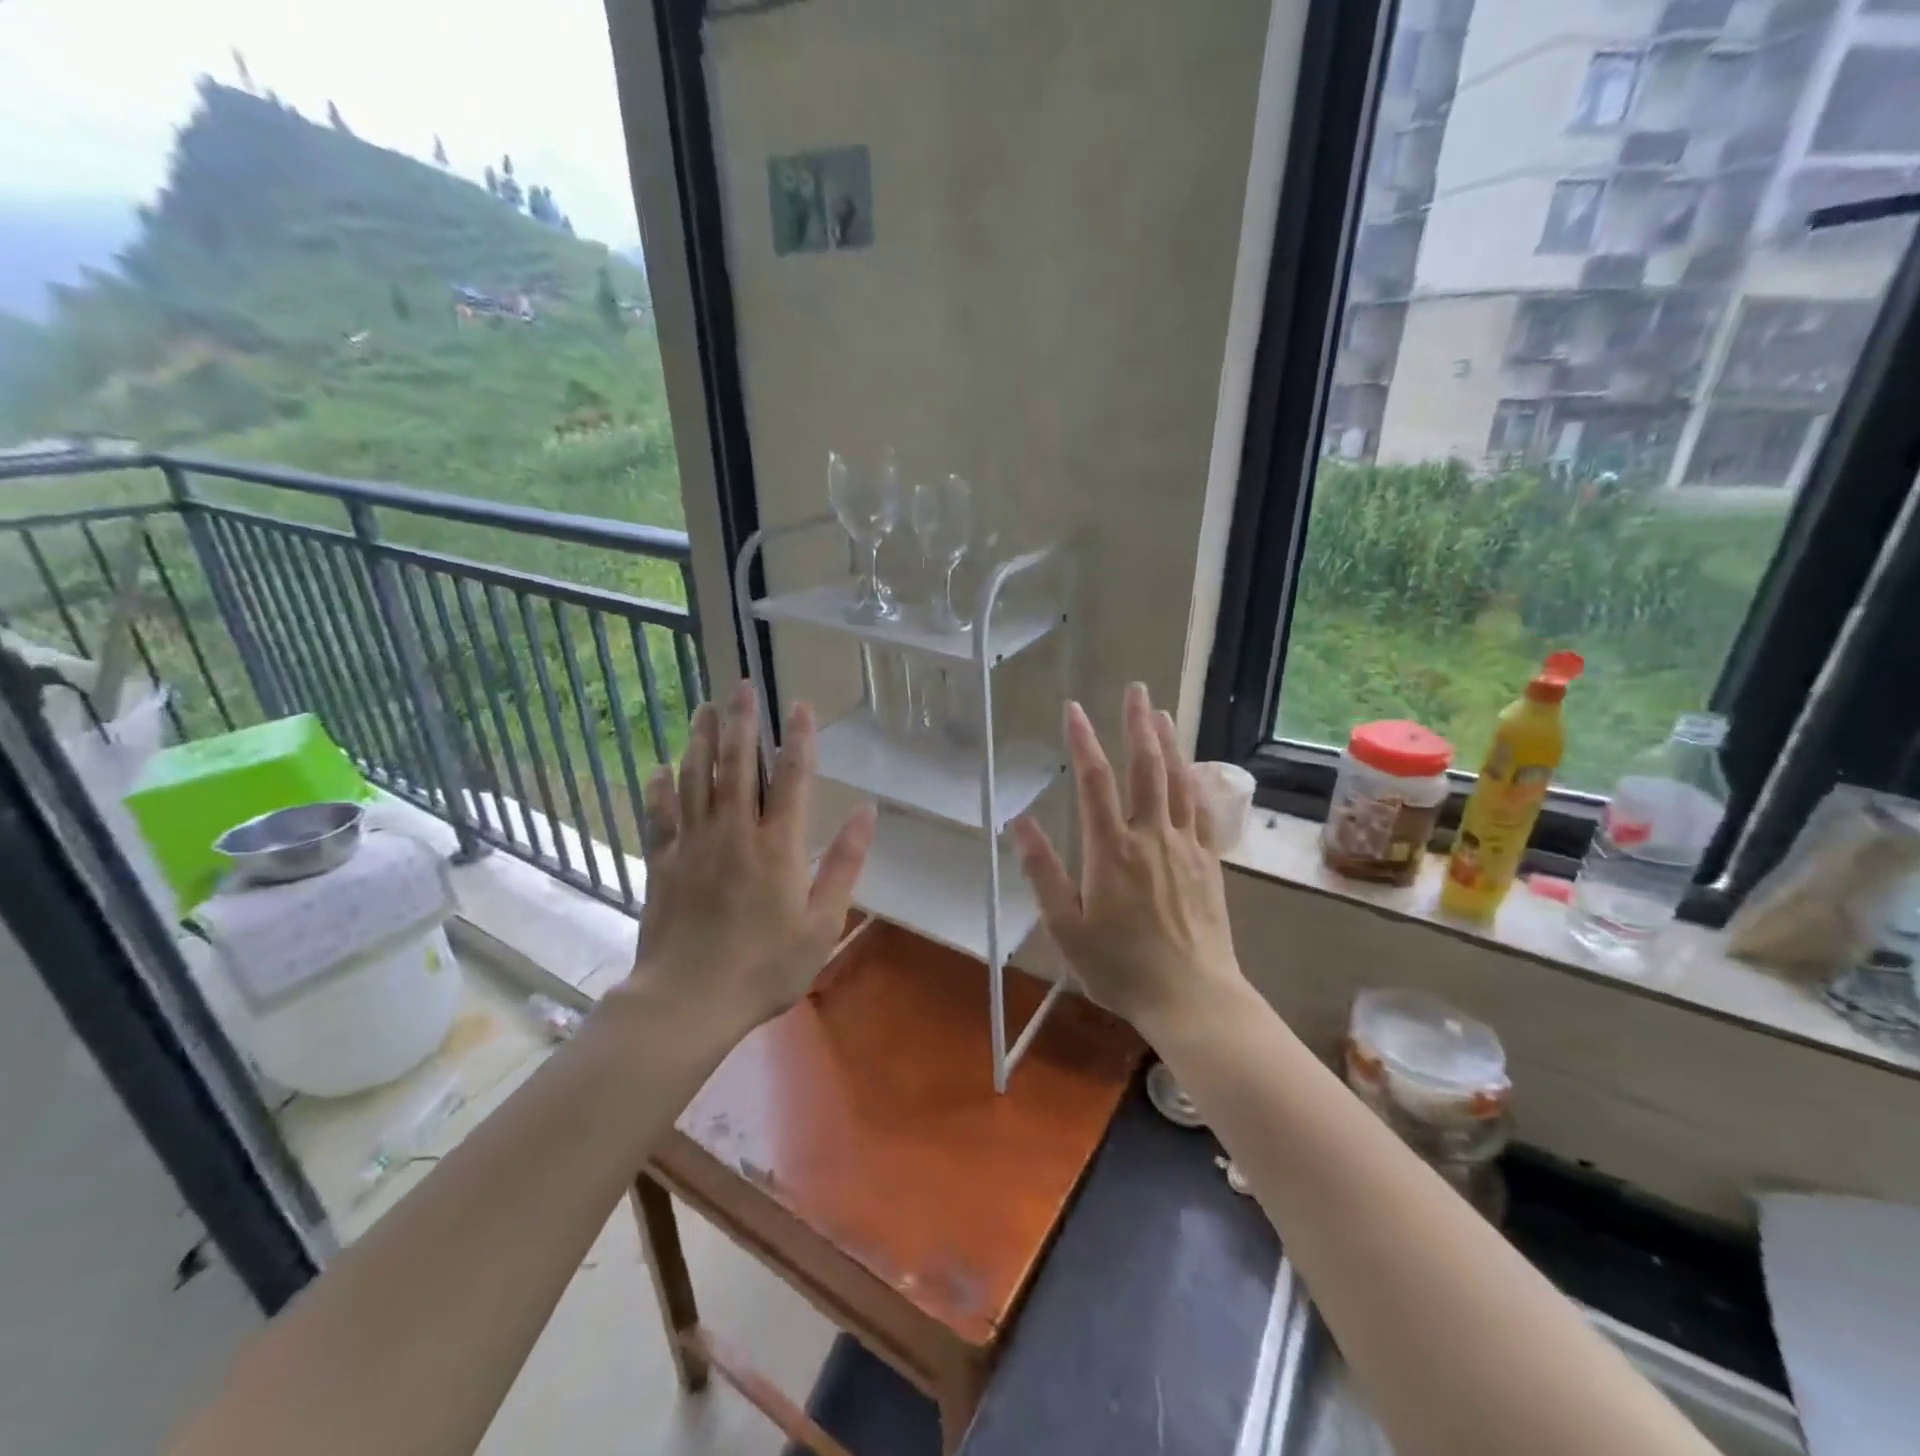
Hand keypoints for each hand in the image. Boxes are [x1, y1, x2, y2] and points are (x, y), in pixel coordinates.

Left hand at [631, 681, 875, 1031]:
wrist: (689, 1001)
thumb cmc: (766, 967)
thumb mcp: (823, 923)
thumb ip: (845, 864)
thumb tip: (867, 812)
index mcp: (778, 846)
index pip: (792, 778)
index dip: (797, 738)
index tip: (798, 704)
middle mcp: (734, 833)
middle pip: (737, 765)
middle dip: (741, 722)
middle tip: (739, 685)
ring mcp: (693, 845)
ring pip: (696, 780)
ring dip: (701, 741)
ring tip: (703, 709)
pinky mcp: (662, 864)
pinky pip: (660, 816)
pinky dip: (661, 789)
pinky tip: (660, 768)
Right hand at [1013, 683, 1244, 1036]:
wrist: (1192, 997)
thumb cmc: (1121, 967)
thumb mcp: (1067, 927)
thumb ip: (1043, 872)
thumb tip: (1021, 822)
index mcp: (1111, 850)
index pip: (1094, 781)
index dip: (1083, 740)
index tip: (1074, 708)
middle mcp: (1150, 837)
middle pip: (1145, 768)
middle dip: (1137, 724)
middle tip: (1135, 688)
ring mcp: (1185, 847)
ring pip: (1178, 782)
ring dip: (1169, 743)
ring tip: (1162, 712)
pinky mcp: (1208, 862)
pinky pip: (1202, 810)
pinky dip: (1195, 781)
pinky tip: (1192, 769)